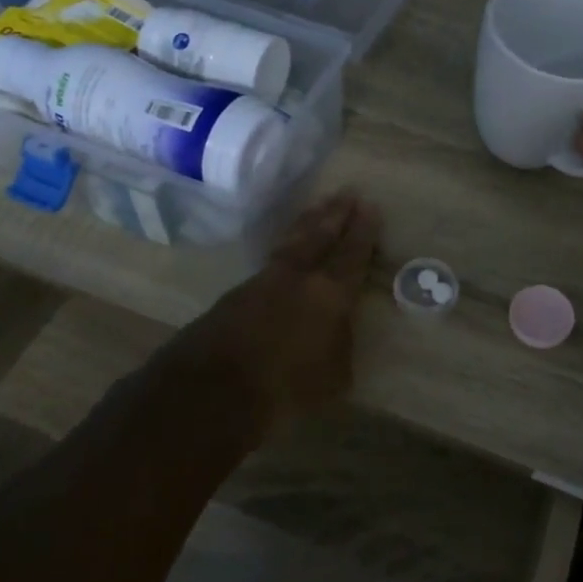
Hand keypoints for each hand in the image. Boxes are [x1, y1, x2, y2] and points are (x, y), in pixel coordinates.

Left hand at [166, 190, 381, 438]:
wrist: (212, 389)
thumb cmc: (285, 388)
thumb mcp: (333, 377)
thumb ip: (340, 346)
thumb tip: (337, 330)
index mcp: (329, 293)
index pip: (352, 254)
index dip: (363, 231)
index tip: (370, 206)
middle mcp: (297, 277)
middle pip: (319, 235)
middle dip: (335, 213)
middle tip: (346, 191)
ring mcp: (262, 280)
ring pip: (291, 241)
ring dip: (307, 222)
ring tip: (318, 207)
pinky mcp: (236, 293)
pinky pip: (271, 259)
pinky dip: (285, 245)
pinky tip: (287, 247)